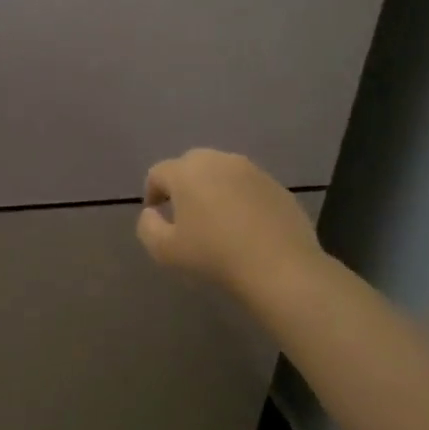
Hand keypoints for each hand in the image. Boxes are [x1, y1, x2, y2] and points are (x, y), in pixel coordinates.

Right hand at [136, 149, 324, 307]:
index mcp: (186, 172)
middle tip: (184, 213)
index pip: (158, 173)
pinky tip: (244, 225)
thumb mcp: (164, 250)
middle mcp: (218, 161)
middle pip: (190, 165)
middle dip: (182, 184)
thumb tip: (153, 213)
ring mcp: (252, 171)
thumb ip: (147, 226)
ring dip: (212, 188)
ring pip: (221, 172)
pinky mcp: (277, 186)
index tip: (156, 215)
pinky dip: (239, 198)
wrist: (281, 268)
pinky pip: (247, 186)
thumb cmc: (214, 256)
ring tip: (215, 218)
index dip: (152, 193)